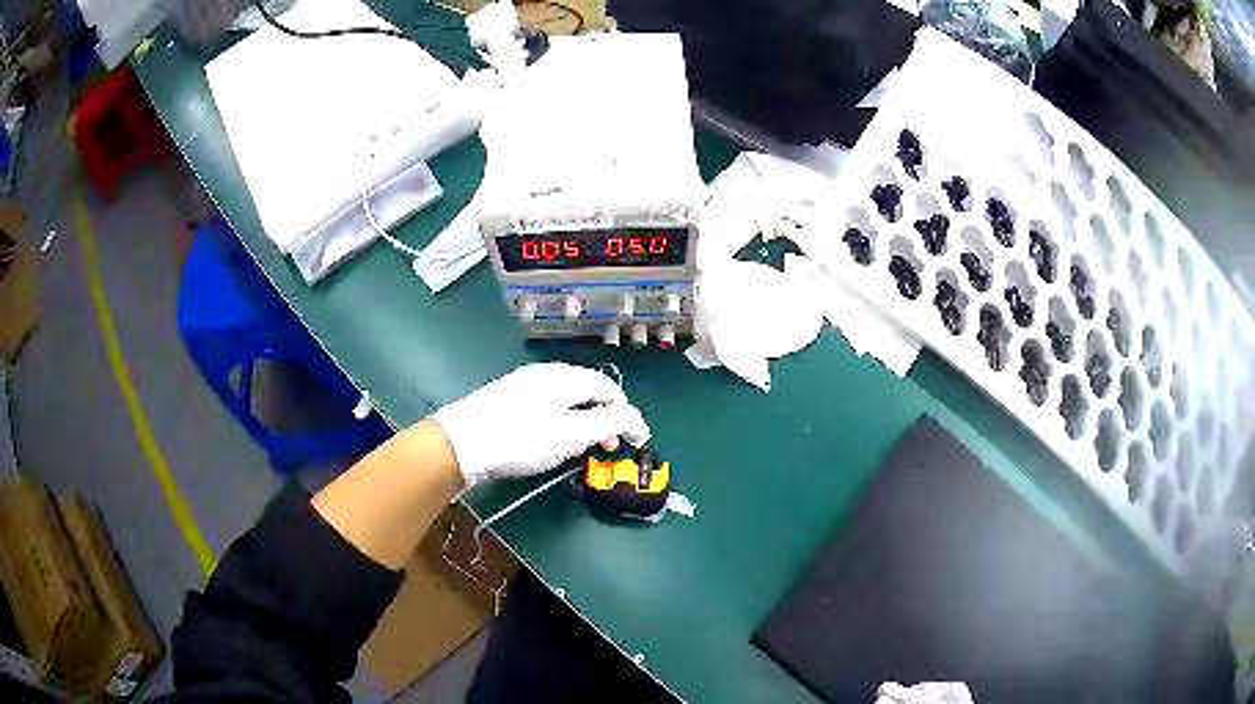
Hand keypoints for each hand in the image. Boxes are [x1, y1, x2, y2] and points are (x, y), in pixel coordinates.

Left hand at [432, 363, 650, 489]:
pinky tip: (552, 441)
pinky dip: (561, 422)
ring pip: (567, 400)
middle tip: (608, 447)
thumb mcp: (572, 434)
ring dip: (583, 422)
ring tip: (581, 447)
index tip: (634, 441)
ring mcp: (524, 384)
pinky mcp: (508, 399)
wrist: (462, 442)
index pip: (609, 389)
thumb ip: (607, 424)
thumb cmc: (522, 438)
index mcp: (567, 377)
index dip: (626, 415)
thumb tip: (632, 418)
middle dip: (604, 419)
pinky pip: (547, 406)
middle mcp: (547, 374)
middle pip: (588, 392)